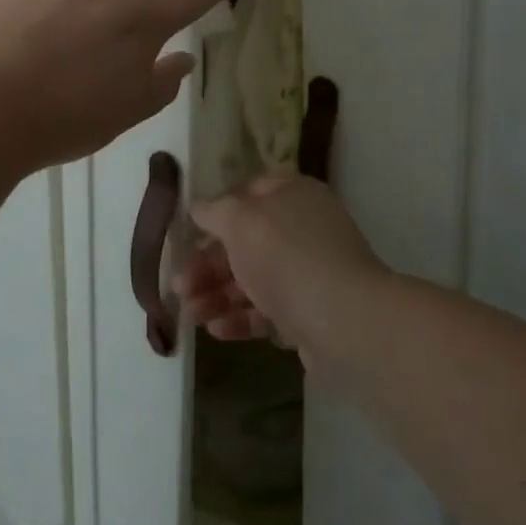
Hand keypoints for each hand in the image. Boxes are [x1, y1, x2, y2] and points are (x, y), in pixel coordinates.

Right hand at [178, 170, 387, 368]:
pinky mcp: (311, 314)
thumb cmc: (287, 257)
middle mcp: (303, 228)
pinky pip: (269, 311)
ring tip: (189, 314)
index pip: (246, 194)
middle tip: (178, 286)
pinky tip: (216, 330)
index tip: (187, 234)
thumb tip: (198, 207)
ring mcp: (309, 273)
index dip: (215, 212)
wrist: (346, 324)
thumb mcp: (239, 222)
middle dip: (207, 264)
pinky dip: (241, 317)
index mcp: (292, 194)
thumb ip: (214, 212)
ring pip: (253, 279)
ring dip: (217, 294)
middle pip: (245, 241)